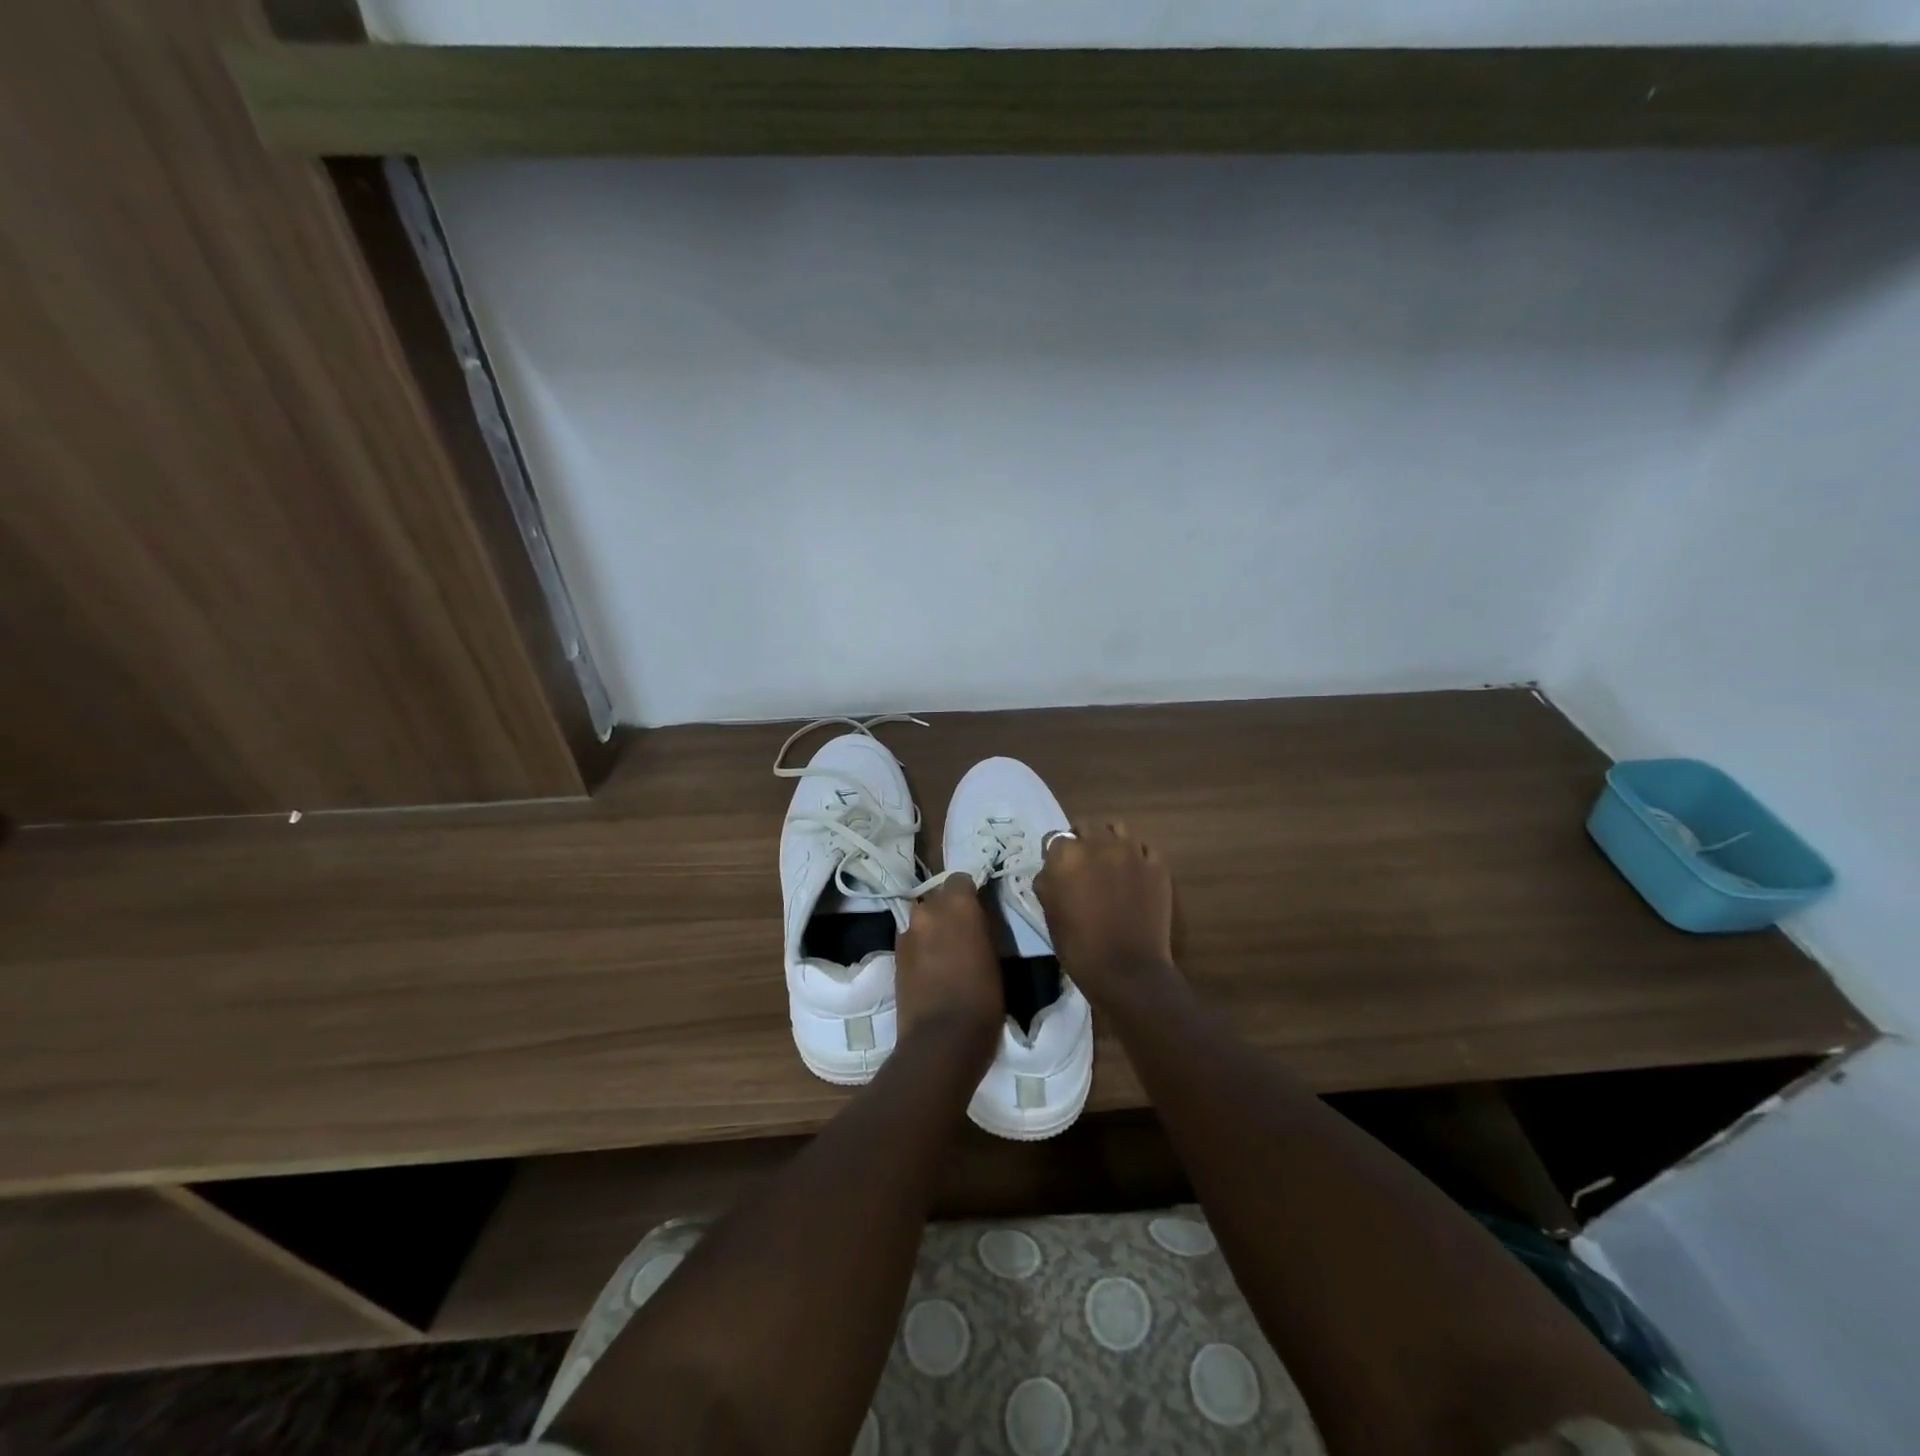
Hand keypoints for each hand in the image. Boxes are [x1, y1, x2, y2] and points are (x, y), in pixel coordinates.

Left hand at [896, 876, 1003, 1059]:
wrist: (941, 1039)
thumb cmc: (983, 997)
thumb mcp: (996, 955)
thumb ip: (983, 927)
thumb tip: (978, 918)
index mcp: (957, 904)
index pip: (960, 880)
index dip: (969, 894)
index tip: (979, 910)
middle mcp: (927, 910)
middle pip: (938, 898)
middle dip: (949, 910)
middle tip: (964, 932)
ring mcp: (907, 932)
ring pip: (922, 919)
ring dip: (933, 928)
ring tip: (945, 952)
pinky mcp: (894, 956)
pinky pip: (911, 940)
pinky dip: (921, 947)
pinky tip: (931, 969)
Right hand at [1034, 823, 1177, 1003]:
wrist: (1126, 969)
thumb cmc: (1078, 945)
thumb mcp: (1049, 911)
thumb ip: (1049, 880)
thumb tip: (1054, 869)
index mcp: (1066, 854)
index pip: (1056, 838)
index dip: (1056, 854)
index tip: (1059, 870)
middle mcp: (1098, 843)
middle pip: (1086, 827)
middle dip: (1082, 842)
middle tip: (1084, 866)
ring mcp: (1131, 851)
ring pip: (1117, 829)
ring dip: (1110, 841)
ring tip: (1110, 863)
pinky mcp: (1157, 864)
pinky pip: (1144, 849)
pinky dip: (1137, 857)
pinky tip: (1135, 876)